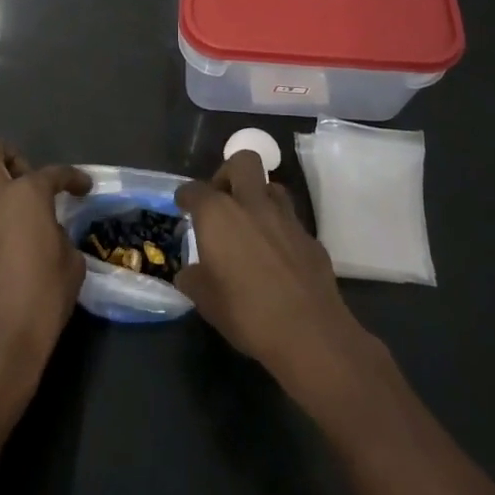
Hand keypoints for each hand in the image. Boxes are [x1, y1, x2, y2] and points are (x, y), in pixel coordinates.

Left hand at [0, 135, 89, 424]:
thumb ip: (58, 234)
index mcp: (26, 195)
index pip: (54, 173)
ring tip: (14, 240)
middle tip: (26, 182)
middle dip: (8, 155)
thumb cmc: (44, 297)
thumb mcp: (71, 262)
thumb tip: (48, 233)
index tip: (82, 188)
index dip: (73, 178)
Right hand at [174, 151, 376, 408]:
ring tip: (250, 224)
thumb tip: (190, 273)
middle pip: (243, 161)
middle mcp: (253, 205)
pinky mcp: (311, 238)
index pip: (195, 190)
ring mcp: (287, 219)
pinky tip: (275, 255)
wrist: (310, 333)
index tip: (183, 204)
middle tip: (221, 199)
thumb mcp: (205, 300)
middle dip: (228, 173)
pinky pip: (290, 221)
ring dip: (258, 197)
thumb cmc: (246, 312)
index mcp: (219, 214)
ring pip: (273, 187)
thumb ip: (193, 278)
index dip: (186, 196)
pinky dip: (279, 229)